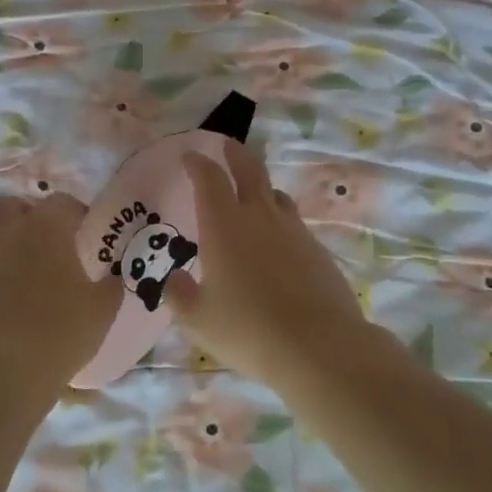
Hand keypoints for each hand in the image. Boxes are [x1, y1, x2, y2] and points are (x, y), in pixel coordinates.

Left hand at [0, 193, 119, 391]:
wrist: (6, 369)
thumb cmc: (62, 332)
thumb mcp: (103, 309)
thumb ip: (111, 285)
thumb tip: (113, 277)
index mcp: (46, 228)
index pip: (60, 202)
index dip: (74, 212)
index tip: (83, 229)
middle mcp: (7, 231)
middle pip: (10, 204)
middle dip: (25, 213)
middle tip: (42, 236)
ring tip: (10, 251)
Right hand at [165, 142, 372, 391]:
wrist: (318, 345)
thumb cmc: (247, 329)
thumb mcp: (198, 319)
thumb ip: (179, 295)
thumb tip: (173, 280)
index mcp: (224, 225)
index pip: (209, 179)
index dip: (198, 164)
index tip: (190, 157)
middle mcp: (259, 217)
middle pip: (249, 170)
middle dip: (235, 154)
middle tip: (226, 146)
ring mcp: (293, 230)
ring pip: (275, 194)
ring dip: (260, 186)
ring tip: (252, 194)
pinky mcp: (317, 249)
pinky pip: (293, 223)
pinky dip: (279, 221)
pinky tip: (276, 242)